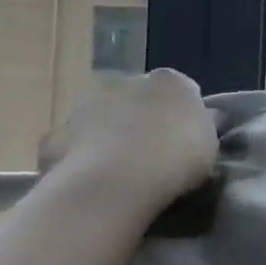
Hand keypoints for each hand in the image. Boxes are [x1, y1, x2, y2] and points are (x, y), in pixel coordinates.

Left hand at [39, 68, 219, 217]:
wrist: (113, 183)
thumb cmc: (175, 158)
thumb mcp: (210, 143)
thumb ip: (206, 125)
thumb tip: (209, 116)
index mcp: (170, 81)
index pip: (182, 91)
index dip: (185, 115)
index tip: (187, 141)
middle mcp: (127, 82)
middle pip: (140, 100)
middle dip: (145, 120)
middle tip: (154, 156)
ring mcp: (86, 106)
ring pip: (105, 120)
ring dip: (111, 136)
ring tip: (121, 173)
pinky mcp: (55, 136)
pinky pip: (73, 146)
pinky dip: (80, 158)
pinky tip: (91, 181)